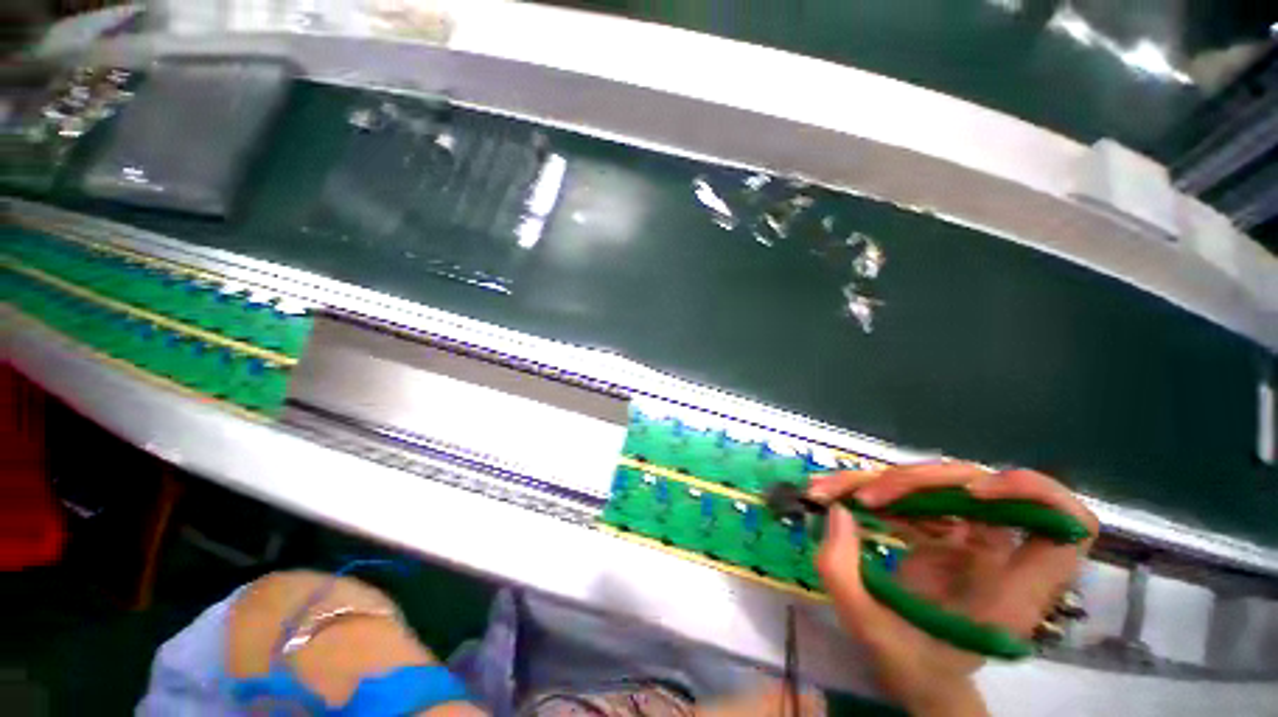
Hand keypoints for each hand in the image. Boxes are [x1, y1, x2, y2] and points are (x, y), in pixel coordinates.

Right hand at [809, 464, 1097, 715]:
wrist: (916, 676)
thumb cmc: (910, 667)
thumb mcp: (869, 630)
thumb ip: (843, 573)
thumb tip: (838, 511)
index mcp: (1011, 593)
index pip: (1069, 529)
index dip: (1036, 495)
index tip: (975, 492)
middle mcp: (999, 558)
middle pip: (983, 489)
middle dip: (919, 482)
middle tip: (866, 496)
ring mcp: (971, 543)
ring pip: (941, 485)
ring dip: (884, 482)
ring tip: (830, 489)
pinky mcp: (943, 536)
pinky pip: (915, 498)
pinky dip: (875, 491)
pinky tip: (840, 495)